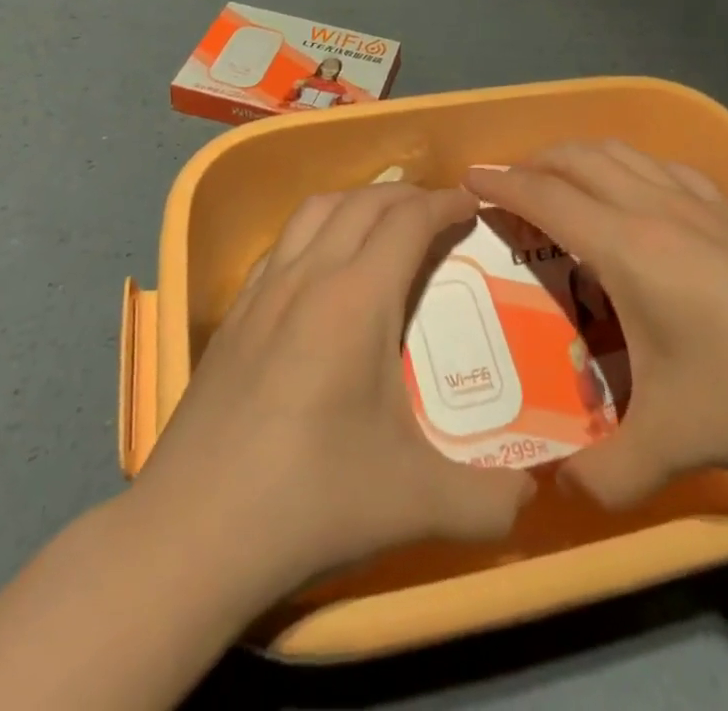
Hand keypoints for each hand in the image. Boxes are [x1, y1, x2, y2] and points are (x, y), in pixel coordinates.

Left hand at [134, 184, 535, 596]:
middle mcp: (308, 277)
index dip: (445, 203)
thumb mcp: (416, 503)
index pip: (409, 221)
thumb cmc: (311, 500)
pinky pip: (282, 244)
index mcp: (356, 299)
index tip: (472, 203)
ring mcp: (263, 291)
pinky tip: (321, 268)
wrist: (192, 532)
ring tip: (384, 223)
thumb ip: (489, 501)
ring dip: (357, 201)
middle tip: (440, 213)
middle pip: (363, 202)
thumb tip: (535, 499)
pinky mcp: (233, 315)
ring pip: (315, 211)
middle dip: (408, 195)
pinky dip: (315, 230)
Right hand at [469, 143, 727, 508]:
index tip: (468, 178)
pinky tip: (639, 193)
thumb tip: (560, 493)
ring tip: (562, 179)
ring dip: (580, 156)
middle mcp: (654, 209)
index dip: (501, 184)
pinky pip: (664, 168)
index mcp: (628, 247)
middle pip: (578, 158)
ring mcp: (699, 204)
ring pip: (622, 152)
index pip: (546, 197)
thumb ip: (607, 474)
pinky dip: (630, 166)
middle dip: (534, 161)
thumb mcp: (674, 444)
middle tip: (509, 185)